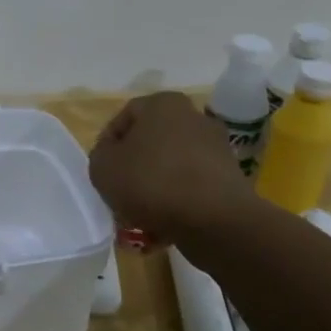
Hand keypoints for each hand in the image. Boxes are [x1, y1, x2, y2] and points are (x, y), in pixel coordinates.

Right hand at [88, 91, 259, 248]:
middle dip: (133, 169)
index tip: (102, 171)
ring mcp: (216, 148)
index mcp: (163, 104)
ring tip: (139, 217)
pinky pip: (191, 188)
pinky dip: (177, 203)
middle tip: (119, 193)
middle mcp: (194, 117)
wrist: (214, 220)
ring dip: (154, 189)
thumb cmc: (151, 182)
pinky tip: (163, 227)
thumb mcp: (102, 166)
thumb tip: (114, 157)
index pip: (123, 118)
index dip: (107, 145)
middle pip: (150, 143)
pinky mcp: (230, 178)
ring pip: (170, 168)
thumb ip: (100, 155)